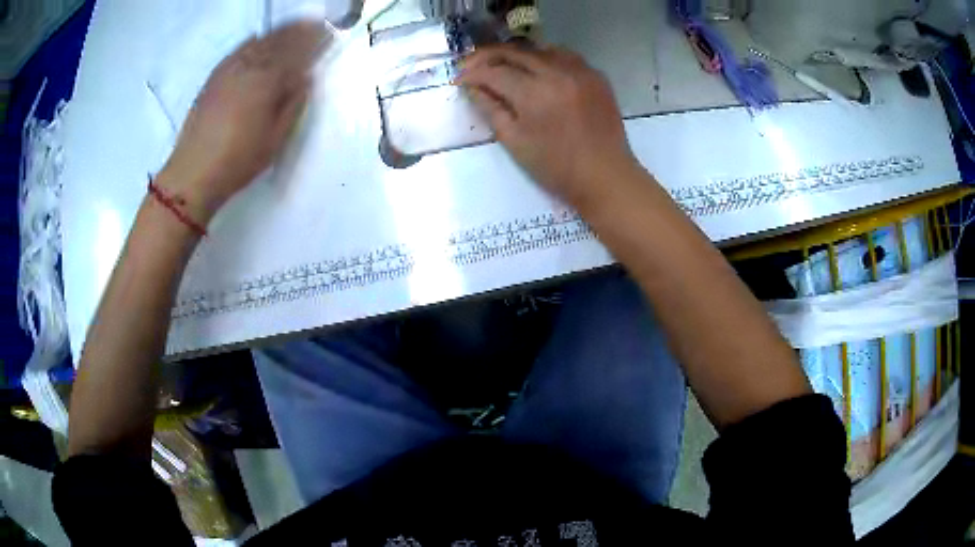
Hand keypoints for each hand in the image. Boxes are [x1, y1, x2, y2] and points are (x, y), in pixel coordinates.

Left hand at [158, 21, 328, 222]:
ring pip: (258, 41)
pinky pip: (238, 50)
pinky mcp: (214, 77)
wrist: (193, 173)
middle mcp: (248, 66)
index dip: (315, 40)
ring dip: (278, 32)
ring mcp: (228, 69)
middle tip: (315, 24)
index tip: (329, 33)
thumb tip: (305, 78)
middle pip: (278, 39)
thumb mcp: (276, 138)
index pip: (298, 50)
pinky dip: (253, 41)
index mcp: (267, 80)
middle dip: (299, 30)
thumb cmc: (239, 160)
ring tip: (291, 29)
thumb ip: (293, 103)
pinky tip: (258, 41)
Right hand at [456, 45, 642, 208]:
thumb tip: (473, 88)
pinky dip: (545, 58)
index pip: (494, 72)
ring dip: (517, 54)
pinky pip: (565, 56)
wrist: (606, 176)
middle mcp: (557, 73)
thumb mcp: (515, 142)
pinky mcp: (596, 76)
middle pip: (515, 52)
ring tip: (503, 66)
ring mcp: (580, 71)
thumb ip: (491, 109)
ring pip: (540, 49)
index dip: (472, 73)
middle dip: (488, 56)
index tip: (460, 79)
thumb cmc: (556, 167)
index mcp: (534, 94)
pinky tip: (538, 70)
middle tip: (473, 65)